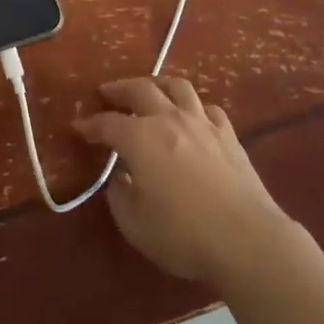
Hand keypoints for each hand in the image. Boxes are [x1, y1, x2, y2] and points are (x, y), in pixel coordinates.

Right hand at [75, 77, 302, 285]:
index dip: (90, 125)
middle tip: (107, 93)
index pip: (108, 123)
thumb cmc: (183, 234)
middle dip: (119, 89)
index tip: (78, 127)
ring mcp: (201, 122)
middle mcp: (168, 119)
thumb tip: (118, 177)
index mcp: (140, 138)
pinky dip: (195, 107)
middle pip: (140, 89)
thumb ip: (119, 196)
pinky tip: (193, 117)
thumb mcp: (135, 225)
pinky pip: (208, 108)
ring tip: (151, 91)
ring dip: (158, 84)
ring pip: (177, 87)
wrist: (246, 238)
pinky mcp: (228, 134)